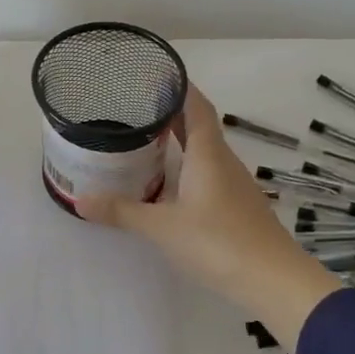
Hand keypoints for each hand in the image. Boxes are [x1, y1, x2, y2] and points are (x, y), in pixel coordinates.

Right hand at [80, 85, 338, 350]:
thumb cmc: (219, 243)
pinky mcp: (238, 205)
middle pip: (200, 125)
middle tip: (139, 103)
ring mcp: (234, 184)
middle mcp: (224, 161)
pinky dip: (189, 164)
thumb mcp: (162, 228)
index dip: (180, 86)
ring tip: (149, 136)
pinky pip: (210, 171)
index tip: (157, 72)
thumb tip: (80, 199)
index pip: (196, 106)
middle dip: (173, 111)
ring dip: (181, 138)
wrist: (274, 281)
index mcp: (208, 153)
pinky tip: (173, 180)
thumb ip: (122, 211)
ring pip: (206, 150)